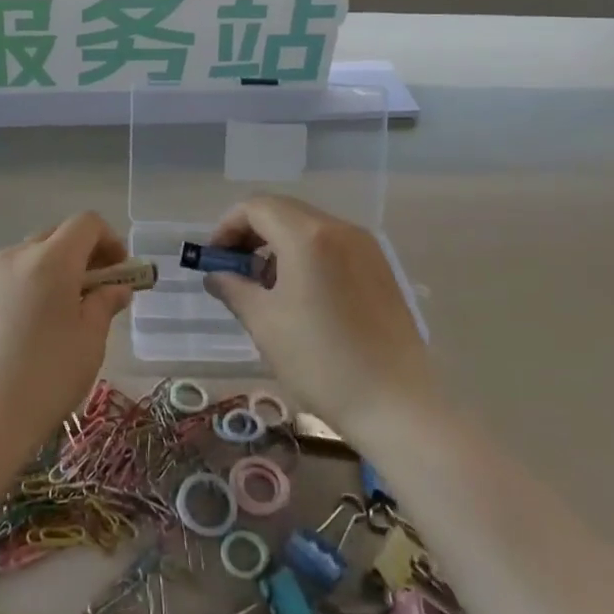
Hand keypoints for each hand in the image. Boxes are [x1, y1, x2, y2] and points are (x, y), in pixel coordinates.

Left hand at [0, 212, 134, 455]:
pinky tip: (26, 331)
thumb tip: (115, 288)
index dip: (110, 239)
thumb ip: (104, 304)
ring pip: (28, 258)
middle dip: (81, 254)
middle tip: (96, 290)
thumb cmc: (46, 378)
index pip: (86, 223)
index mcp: (50, 259)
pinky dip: (25, 288)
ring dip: (51, 271)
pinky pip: (5, 281)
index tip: (120, 270)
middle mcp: (15, 256)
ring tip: (60, 313)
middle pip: (55, 236)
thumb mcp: (89, 342)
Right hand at [203, 195, 430, 437]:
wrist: (398, 405)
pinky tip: (301, 296)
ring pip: (308, 227)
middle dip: (251, 235)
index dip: (227, 227)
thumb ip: (234, 289)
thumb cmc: (321, 362)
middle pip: (283, 211)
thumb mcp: (265, 324)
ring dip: (278, 246)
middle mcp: (339, 229)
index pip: (256, 207)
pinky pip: (332, 246)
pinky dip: (306, 256)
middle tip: (234, 271)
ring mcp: (365, 247)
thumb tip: (215, 275)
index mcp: (307, 236)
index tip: (215, 260)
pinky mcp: (380, 268)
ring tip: (266, 289)